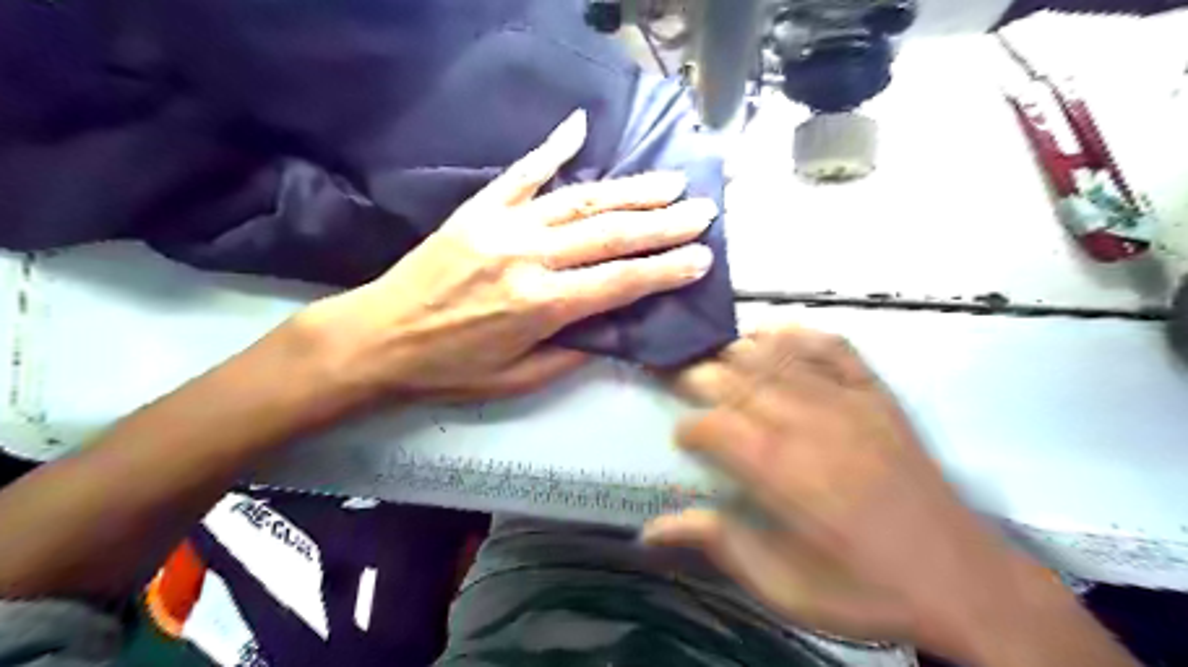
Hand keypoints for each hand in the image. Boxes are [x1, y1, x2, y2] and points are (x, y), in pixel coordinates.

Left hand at [294, 110, 719, 403]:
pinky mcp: (480, 209)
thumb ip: (571, 353)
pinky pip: (523, 172)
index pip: (621, 281)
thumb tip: (612, 328)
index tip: (702, 256)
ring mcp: (504, 225)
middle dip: (664, 223)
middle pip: (611, 233)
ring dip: (631, 189)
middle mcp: (530, 257)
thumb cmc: (450, 367)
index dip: (666, 269)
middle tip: (703, 210)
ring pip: (581, 200)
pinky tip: (580, 125)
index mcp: (541, 305)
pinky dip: (552, 146)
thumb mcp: (517, 380)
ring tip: (670, 181)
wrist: (377, 336)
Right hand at [641, 327, 1131, 664]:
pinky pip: (832, 346)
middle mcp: (806, 423)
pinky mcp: (876, 394)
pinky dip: (798, 334)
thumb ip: (719, 545)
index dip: (689, 427)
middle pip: (736, 379)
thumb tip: (650, 530)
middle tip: (682, 383)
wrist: (962, 580)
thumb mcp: (785, 587)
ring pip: (775, 356)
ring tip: (716, 358)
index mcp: (780, 471)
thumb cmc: (864, 588)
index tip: (682, 439)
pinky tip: (774, 333)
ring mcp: (845, 401)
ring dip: (737, 352)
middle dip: (699, 376)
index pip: (713, 426)